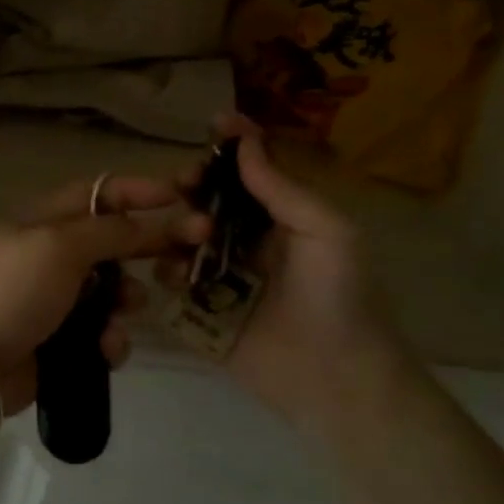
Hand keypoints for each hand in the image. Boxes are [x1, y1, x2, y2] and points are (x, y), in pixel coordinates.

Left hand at [0, 176, 209, 415]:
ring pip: (116, 294)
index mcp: (47, 222)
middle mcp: (55, 257)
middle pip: (116, 243)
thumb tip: (146, 223)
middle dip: (151, 247)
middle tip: (192, 252)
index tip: (182, 195)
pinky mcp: (63, 343)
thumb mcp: (59, 246)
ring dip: (129, 300)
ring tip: (127, 307)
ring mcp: (58, 302)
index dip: (139, 191)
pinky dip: (111, 340)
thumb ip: (109, 231)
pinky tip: (105, 348)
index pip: (99, 194)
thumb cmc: (12, 290)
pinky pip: (104, 335)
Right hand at [199, 114, 409, 423]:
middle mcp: (244, 241)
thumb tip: (245, 140)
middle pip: (206, 199)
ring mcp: (218, 276)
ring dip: (177, 227)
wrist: (334, 377)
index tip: (213, 125)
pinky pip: (169, 281)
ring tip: (189, 237)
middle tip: (185, 185)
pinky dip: (165, 270)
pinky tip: (173, 273)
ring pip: (181, 237)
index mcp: (280, 219)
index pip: (249, 172)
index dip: (233, 146)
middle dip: (194, 185)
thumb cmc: (339, 296)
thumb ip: (282, 188)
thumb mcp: (326, 231)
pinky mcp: (198, 310)